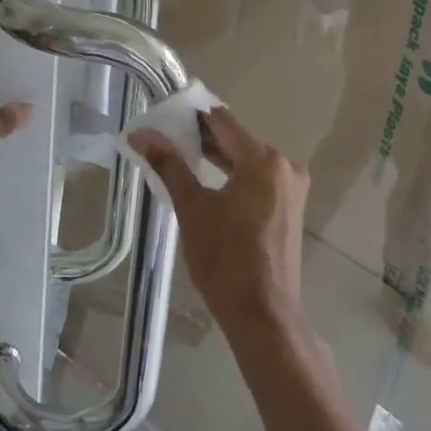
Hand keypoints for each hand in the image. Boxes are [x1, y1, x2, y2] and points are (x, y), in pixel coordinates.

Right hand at [128, 105, 307, 343]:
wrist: (262, 315)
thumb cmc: (225, 259)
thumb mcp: (192, 207)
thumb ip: (168, 164)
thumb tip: (139, 133)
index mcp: (263, 159)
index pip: (222, 121)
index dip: (191, 115)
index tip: (163, 115)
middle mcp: (284, 166)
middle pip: (236, 138)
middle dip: (201, 137)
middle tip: (164, 137)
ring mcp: (291, 188)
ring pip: (247, 159)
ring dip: (216, 156)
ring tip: (178, 156)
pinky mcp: (289, 207)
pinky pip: (257, 178)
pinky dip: (232, 175)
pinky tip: (207, 181)